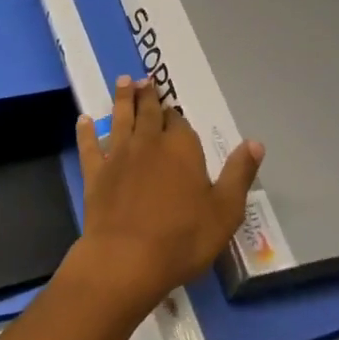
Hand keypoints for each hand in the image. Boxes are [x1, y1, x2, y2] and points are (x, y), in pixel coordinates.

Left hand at [70, 77, 263, 321]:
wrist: (126, 260)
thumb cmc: (182, 239)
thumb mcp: (224, 211)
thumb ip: (239, 174)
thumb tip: (255, 142)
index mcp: (181, 147)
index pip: (179, 122)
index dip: (176, 115)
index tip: (173, 108)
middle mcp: (149, 141)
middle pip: (149, 111)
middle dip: (148, 95)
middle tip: (145, 80)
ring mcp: (119, 155)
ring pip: (121, 118)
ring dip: (123, 98)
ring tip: (123, 81)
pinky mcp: (96, 173)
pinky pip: (89, 146)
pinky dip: (86, 132)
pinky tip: (83, 121)